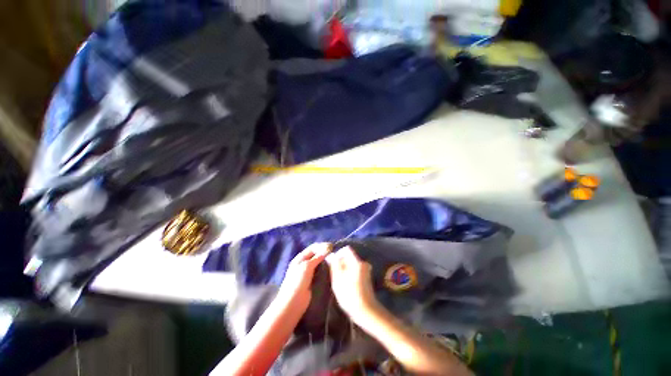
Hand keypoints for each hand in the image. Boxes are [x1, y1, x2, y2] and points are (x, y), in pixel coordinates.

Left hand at [275, 243, 330, 314]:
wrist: (293, 302)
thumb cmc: (298, 282)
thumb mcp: (307, 266)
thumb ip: (317, 257)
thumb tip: (327, 249)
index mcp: (300, 258)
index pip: (312, 248)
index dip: (322, 246)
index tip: (332, 247)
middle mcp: (303, 263)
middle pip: (315, 254)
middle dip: (324, 253)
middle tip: (334, 253)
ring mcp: (307, 272)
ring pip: (318, 263)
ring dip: (325, 260)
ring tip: (334, 260)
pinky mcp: (312, 280)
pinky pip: (319, 271)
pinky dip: (325, 269)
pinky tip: (331, 269)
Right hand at [326, 246, 379, 323]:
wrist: (366, 311)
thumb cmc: (350, 295)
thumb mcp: (338, 280)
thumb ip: (334, 265)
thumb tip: (331, 255)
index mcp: (356, 262)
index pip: (346, 249)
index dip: (338, 254)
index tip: (333, 263)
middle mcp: (363, 263)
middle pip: (349, 256)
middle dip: (341, 263)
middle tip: (335, 274)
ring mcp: (366, 270)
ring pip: (352, 264)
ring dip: (345, 269)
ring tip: (340, 281)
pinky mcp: (367, 277)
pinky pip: (355, 270)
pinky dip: (350, 273)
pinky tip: (347, 285)